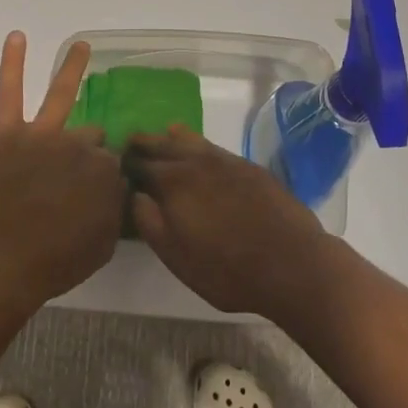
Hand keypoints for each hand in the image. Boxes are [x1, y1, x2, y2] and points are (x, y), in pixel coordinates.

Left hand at [0, 33, 125, 312]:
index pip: (111, 164)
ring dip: (73, 68)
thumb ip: (114, 210)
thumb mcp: (102, 245)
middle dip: (88, 150)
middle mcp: (78, 146)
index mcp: (103, 173)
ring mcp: (43, 136)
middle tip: (70, 179)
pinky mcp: (9, 135)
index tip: (95, 194)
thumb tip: (117, 189)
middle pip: (90, 137)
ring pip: (62, 98)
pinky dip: (12, 64)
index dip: (104, 179)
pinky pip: (9, 93)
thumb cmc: (53, 263)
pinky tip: (17, 38)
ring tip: (80, 46)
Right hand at [128, 126, 330, 319]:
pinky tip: (199, 151)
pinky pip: (213, 147)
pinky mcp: (247, 166)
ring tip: (163, 136)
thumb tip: (134, 195)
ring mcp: (224, 160)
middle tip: (131, 143)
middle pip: (163, 144)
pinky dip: (198, 144)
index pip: (140, 164)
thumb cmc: (227, 270)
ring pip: (190, 139)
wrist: (292, 263)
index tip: (115, 163)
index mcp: (173, 182)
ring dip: (172, 138)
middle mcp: (196, 162)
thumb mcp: (178, 257)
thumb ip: (150, 223)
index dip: (126, 163)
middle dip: (145, 143)